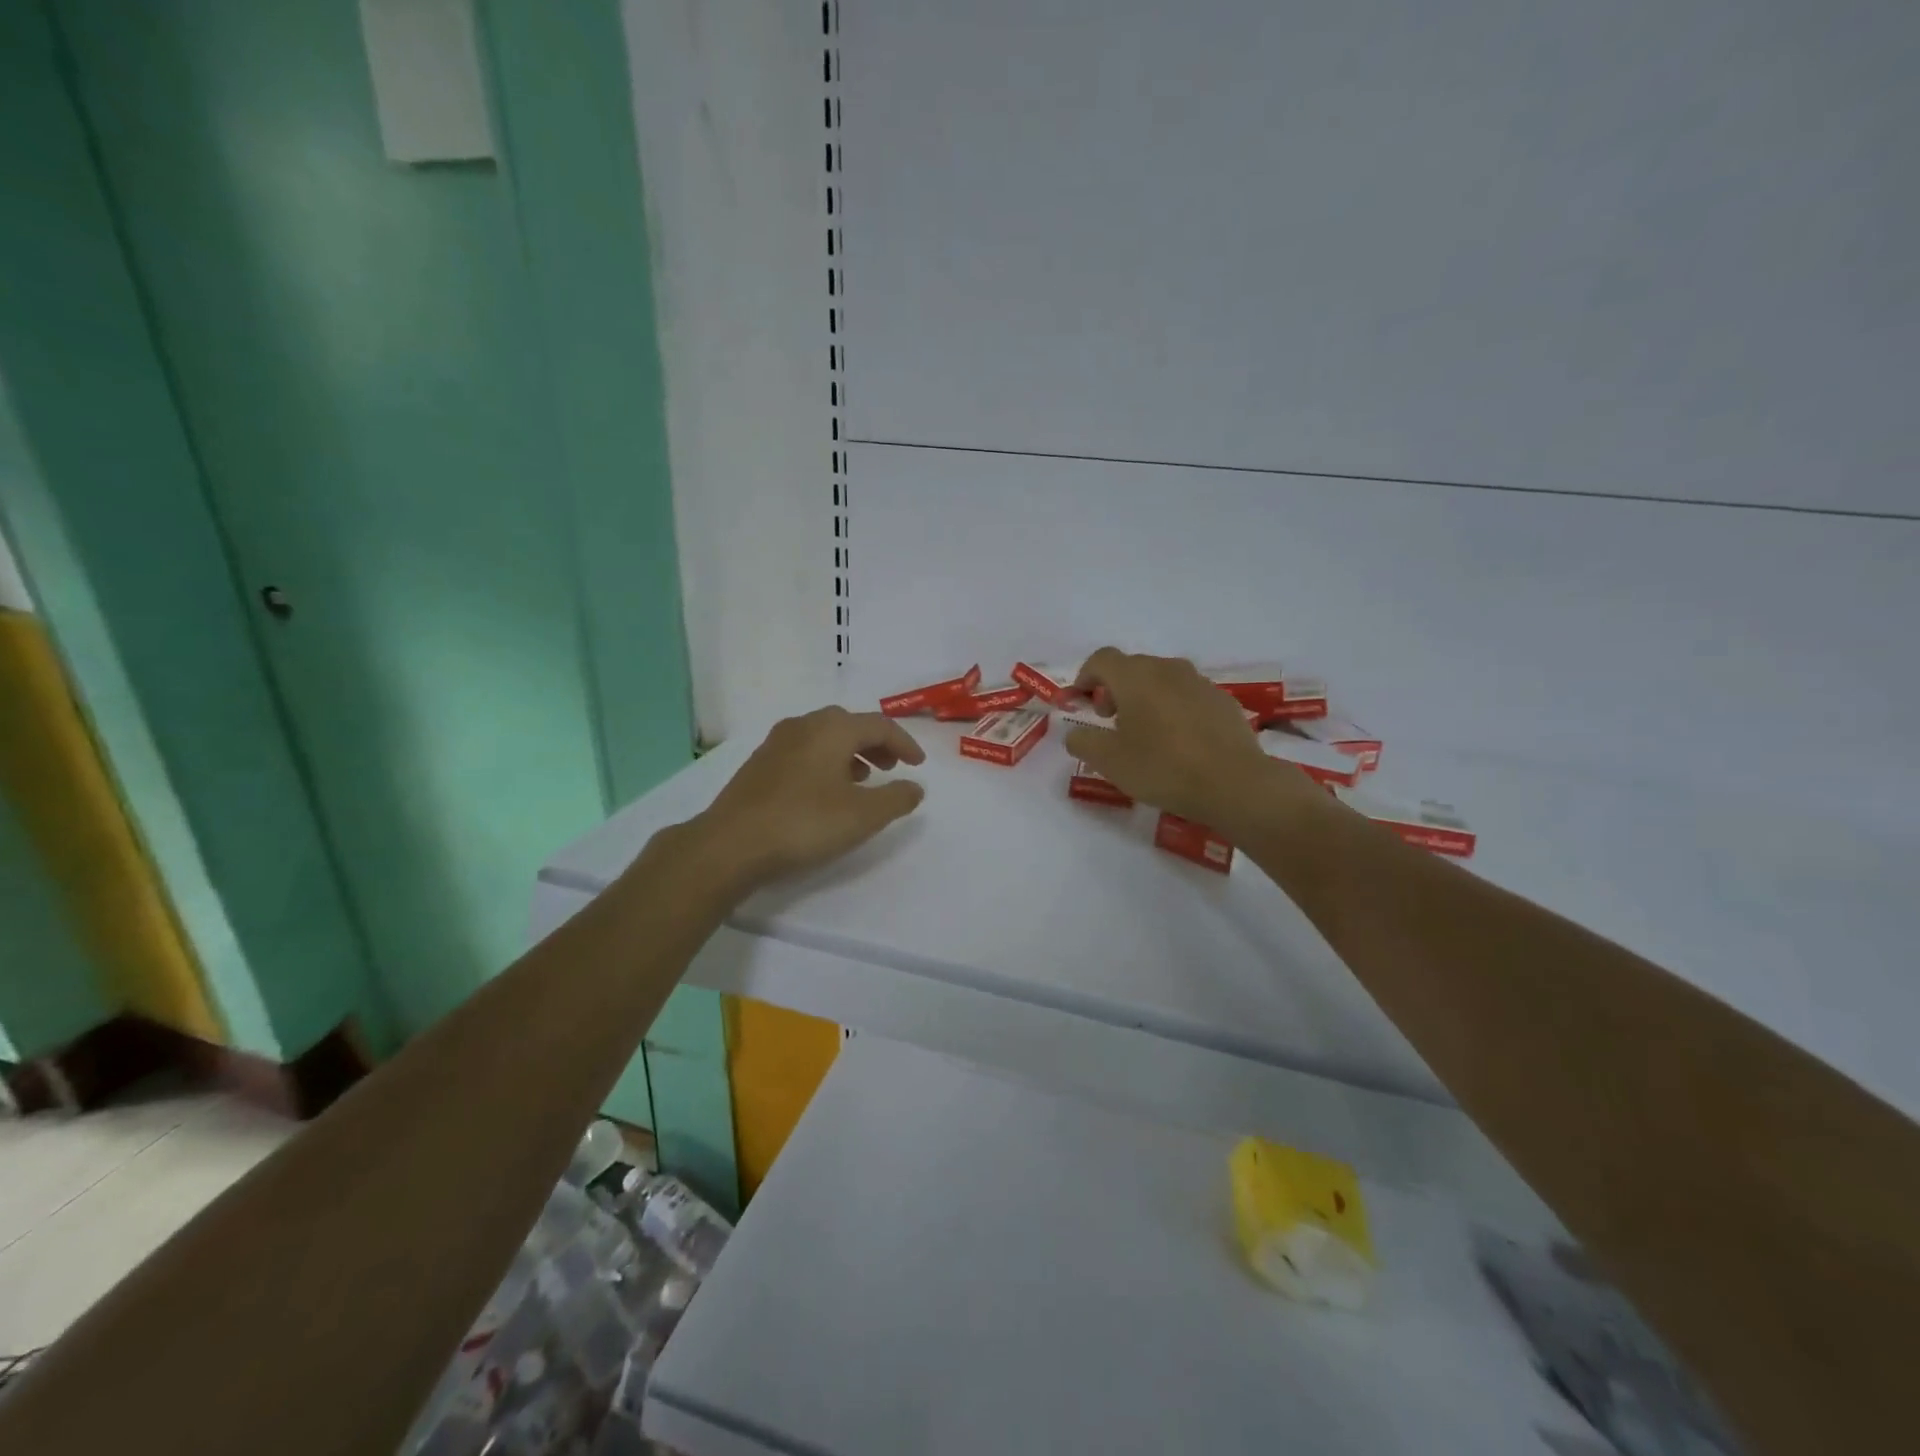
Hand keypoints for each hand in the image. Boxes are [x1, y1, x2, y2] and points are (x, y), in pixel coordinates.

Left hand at [685, 707, 926, 891]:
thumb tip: (915, 787)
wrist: (731, 844)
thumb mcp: (863, 815)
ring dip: (849, 753)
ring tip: (862, 780)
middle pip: (849, 725)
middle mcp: (804, 725)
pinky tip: (825, 792)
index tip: (918, 765)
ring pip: (824, 737)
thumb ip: (896, 798)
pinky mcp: (759, 764)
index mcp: (832, 729)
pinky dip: (825, 762)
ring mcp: (776, 743)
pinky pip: (804, 751)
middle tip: (891, 767)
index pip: (879, 725)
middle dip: (876, 744)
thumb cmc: (804, 823)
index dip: (904, 743)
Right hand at [1065, 648, 1319, 832]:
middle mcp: (1168, 669)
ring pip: (1162, 680)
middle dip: (1115, 689)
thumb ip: (1083, 742)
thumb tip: (1075, 733)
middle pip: (1132, 667)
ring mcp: (1199, 683)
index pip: (1102, 660)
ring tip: (1146, 732)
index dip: (1086, 676)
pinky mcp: (1223, 700)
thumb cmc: (1163, 768)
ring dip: (1146, 697)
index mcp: (1135, 677)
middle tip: (1111, 722)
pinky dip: (1174, 708)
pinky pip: (1188, 695)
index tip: (1081, 701)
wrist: (1233, 783)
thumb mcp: (1109, 762)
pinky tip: (1179, 740)